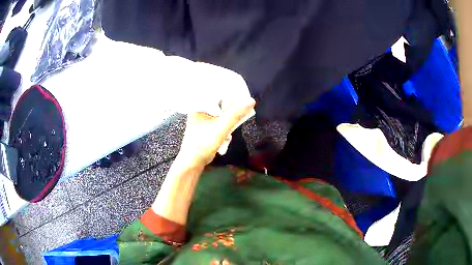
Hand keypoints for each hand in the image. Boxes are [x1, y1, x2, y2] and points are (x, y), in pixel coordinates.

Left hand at [178, 97, 255, 166]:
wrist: (193, 162)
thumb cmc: (202, 144)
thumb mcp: (221, 127)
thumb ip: (236, 114)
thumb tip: (250, 100)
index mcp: (199, 104)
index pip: (216, 90)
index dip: (230, 92)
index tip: (242, 97)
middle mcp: (200, 109)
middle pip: (221, 103)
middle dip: (231, 113)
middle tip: (237, 119)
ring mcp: (204, 119)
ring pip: (222, 114)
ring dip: (229, 125)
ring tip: (227, 136)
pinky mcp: (207, 127)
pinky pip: (220, 123)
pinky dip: (225, 131)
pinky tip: (224, 141)